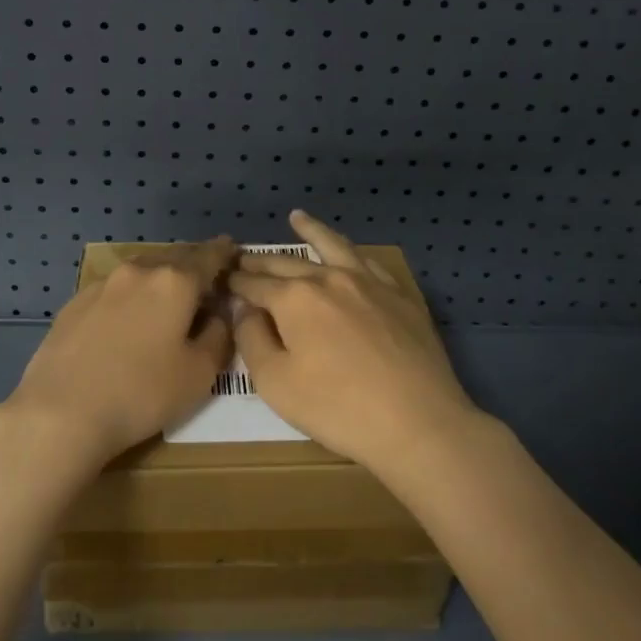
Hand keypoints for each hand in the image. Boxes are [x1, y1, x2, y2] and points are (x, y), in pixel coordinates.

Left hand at [4, 238, 237, 470]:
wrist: (60, 411)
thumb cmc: (141, 393)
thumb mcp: (199, 374)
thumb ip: (219, 336)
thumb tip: (219, 314)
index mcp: (175, 281)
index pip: (209, 256)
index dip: (224, 253)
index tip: (233, 250)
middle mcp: (139, 271)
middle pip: (174, 260)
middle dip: (192, 267)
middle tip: (203, 285)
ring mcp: (103, 284)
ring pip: (142, 272)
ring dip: (159, 281)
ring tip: (165, 302)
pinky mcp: (75, 302)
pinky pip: (115, 290)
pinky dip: (130, 297)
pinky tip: (126, 321)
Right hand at [230, 211, 479, 477]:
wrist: (418, 422)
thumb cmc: (338, 408)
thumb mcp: (276, 383)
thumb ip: (252, 339)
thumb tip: (245, 309)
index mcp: (294, 298)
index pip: (255, 284)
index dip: (236, 283)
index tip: (223, 280)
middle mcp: (328, 277)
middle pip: (287, 262)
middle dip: (261, 261)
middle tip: (244, 257)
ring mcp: (368, 282)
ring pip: (332, 246)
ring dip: (311, 231)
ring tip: (297, 217)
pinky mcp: (399, 295)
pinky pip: (368, 262)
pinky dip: (350, 250)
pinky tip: (347, 252)